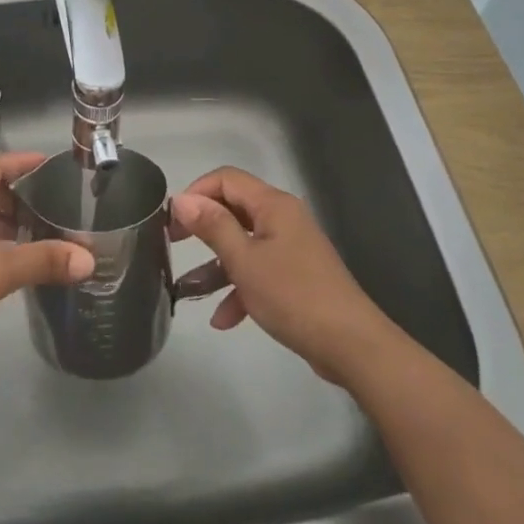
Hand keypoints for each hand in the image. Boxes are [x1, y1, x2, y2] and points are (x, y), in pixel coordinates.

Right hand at [172, 167, 394, 385]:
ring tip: (188, 289)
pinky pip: (259, 271)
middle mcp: (283, 219)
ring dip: (217, 265)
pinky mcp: (296, 276)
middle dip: (203, 227)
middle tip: (173, 244)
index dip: (196, 192)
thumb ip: (213, 227)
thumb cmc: (293, 295)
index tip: (172, 220)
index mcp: (273, 205)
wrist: (351, 345)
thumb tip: (182, 199)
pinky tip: (223, 319)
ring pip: (244, 244)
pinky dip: (239, 288)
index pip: (226, 179)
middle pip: (234, 209)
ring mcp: (291, 248)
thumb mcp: (244, 261)